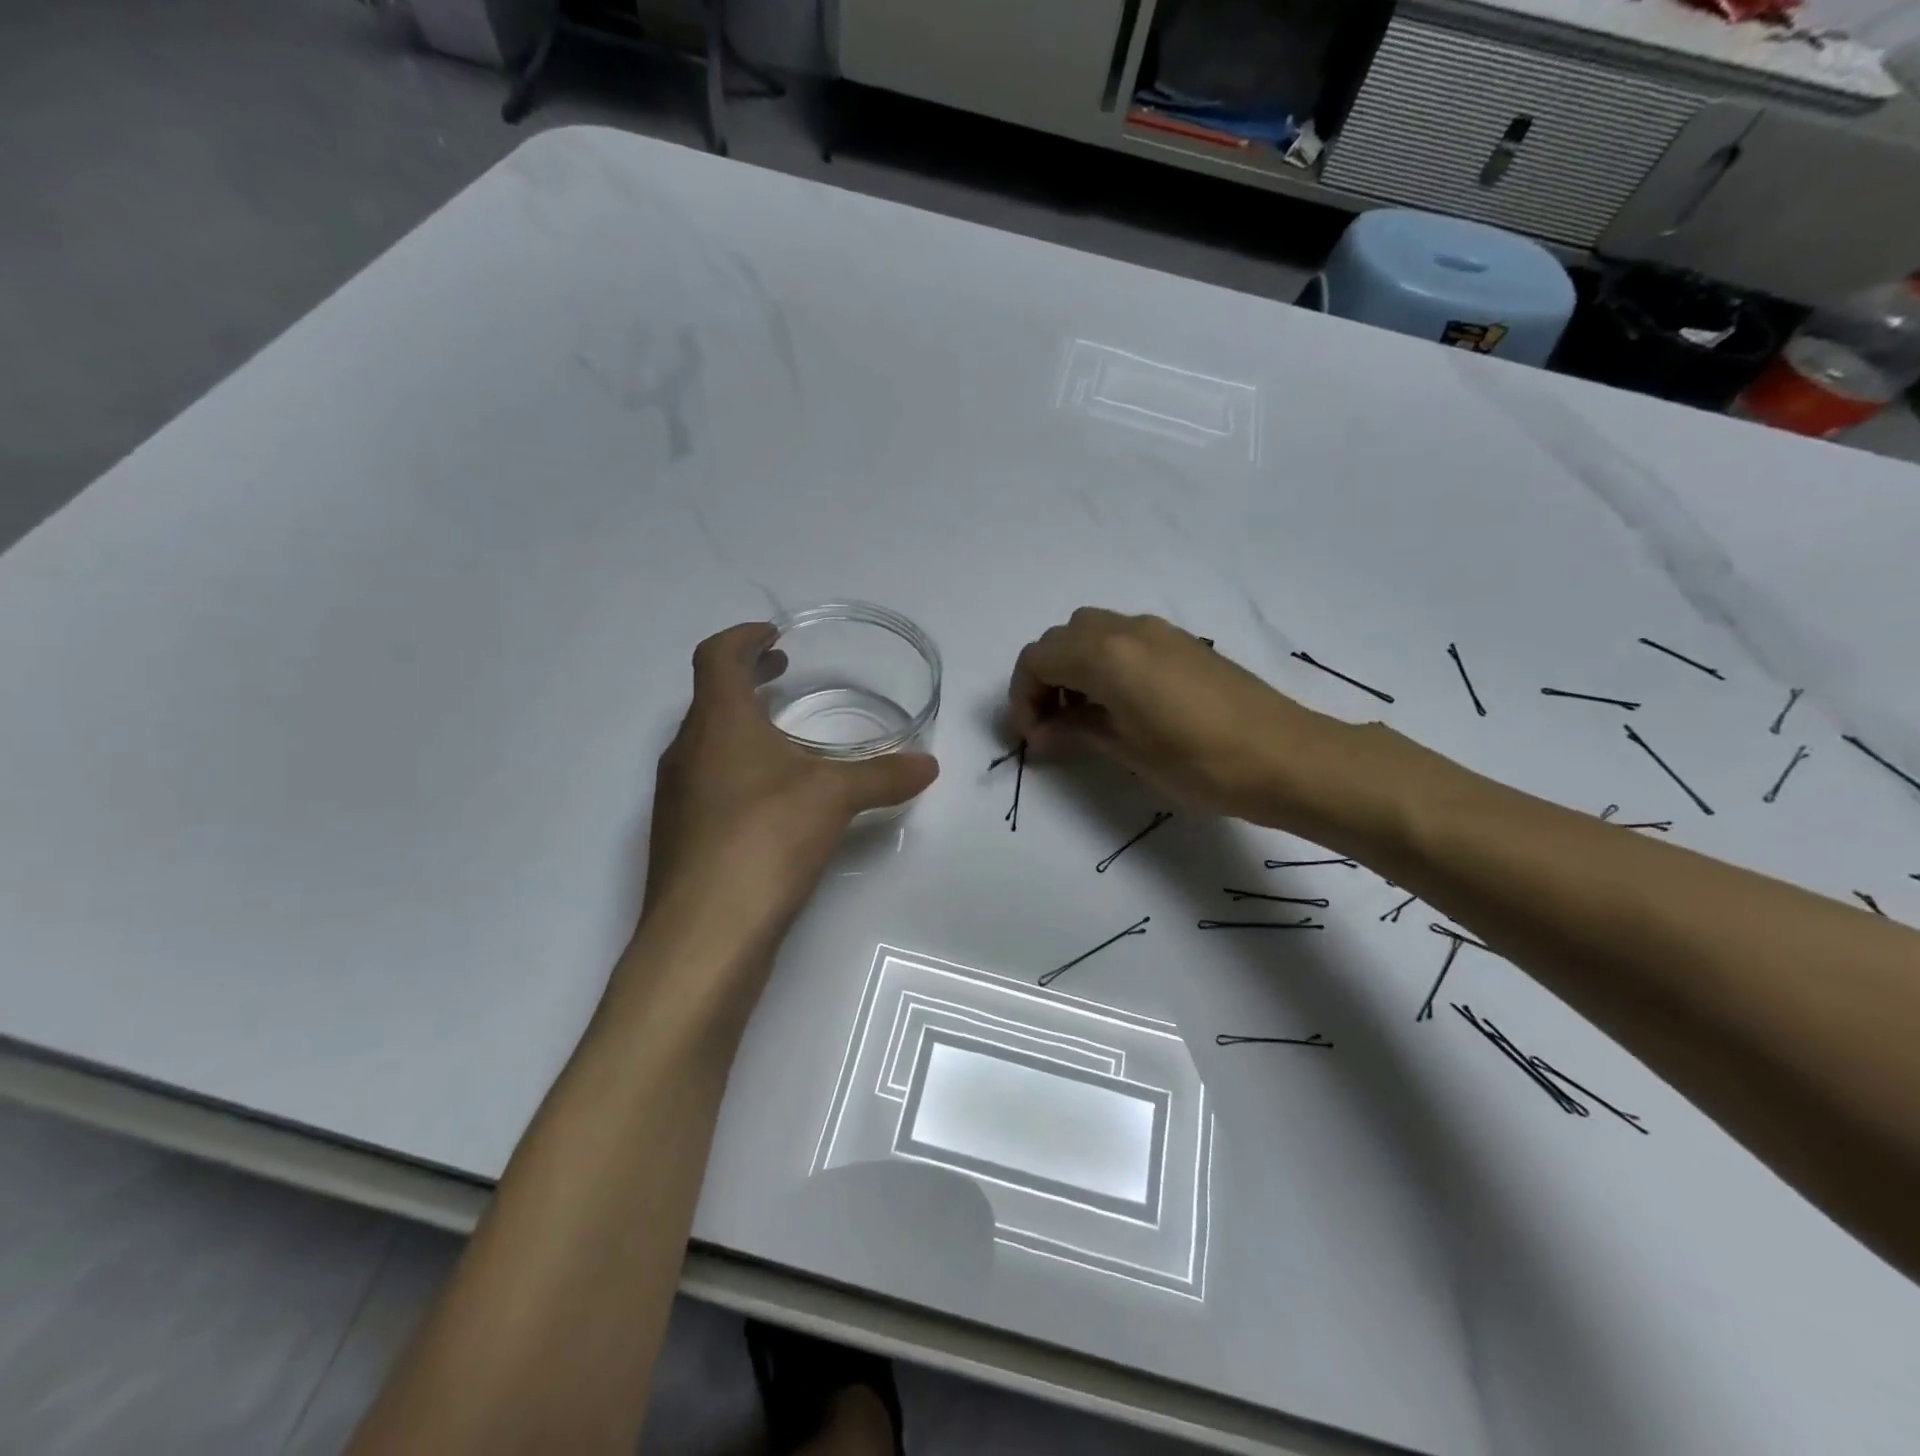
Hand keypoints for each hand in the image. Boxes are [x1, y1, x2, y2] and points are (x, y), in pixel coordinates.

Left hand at [644, 623, 938, 950]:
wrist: (704, 935)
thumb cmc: (765, 840)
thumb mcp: (835, 798)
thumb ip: (883, 775)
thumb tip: (929, 764)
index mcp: (717, 723)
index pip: (716, 656)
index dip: (742, 637)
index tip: (772, 636)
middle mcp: (686, 752)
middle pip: (710, 698)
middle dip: (747, 680)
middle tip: (783, 674)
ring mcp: (676, 798)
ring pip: (707, 744)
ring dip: (742, 729)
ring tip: (786, 740)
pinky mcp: (680, 838)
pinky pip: (708, 785)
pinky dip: (738, 772)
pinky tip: (774, 803)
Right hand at [1007, 608, 1333, 821]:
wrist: (1286, 756)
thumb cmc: (1199, 761)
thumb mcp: (1127, 750)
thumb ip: (1077, 731)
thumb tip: (1042, 733)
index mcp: (1106, 655)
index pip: (1038, 658)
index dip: (1023, 696)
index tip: (1031, 736)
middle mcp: (1127, 629)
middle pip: (1062, 638)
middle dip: (1045, 677)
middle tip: (1051, 725)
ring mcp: (1159, 632)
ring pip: (1092, 632)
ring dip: (1074, 666)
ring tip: (1083, 715)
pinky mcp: (1183, 643)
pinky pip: (1124, 639)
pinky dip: (1104, 662)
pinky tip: (1121, 704)